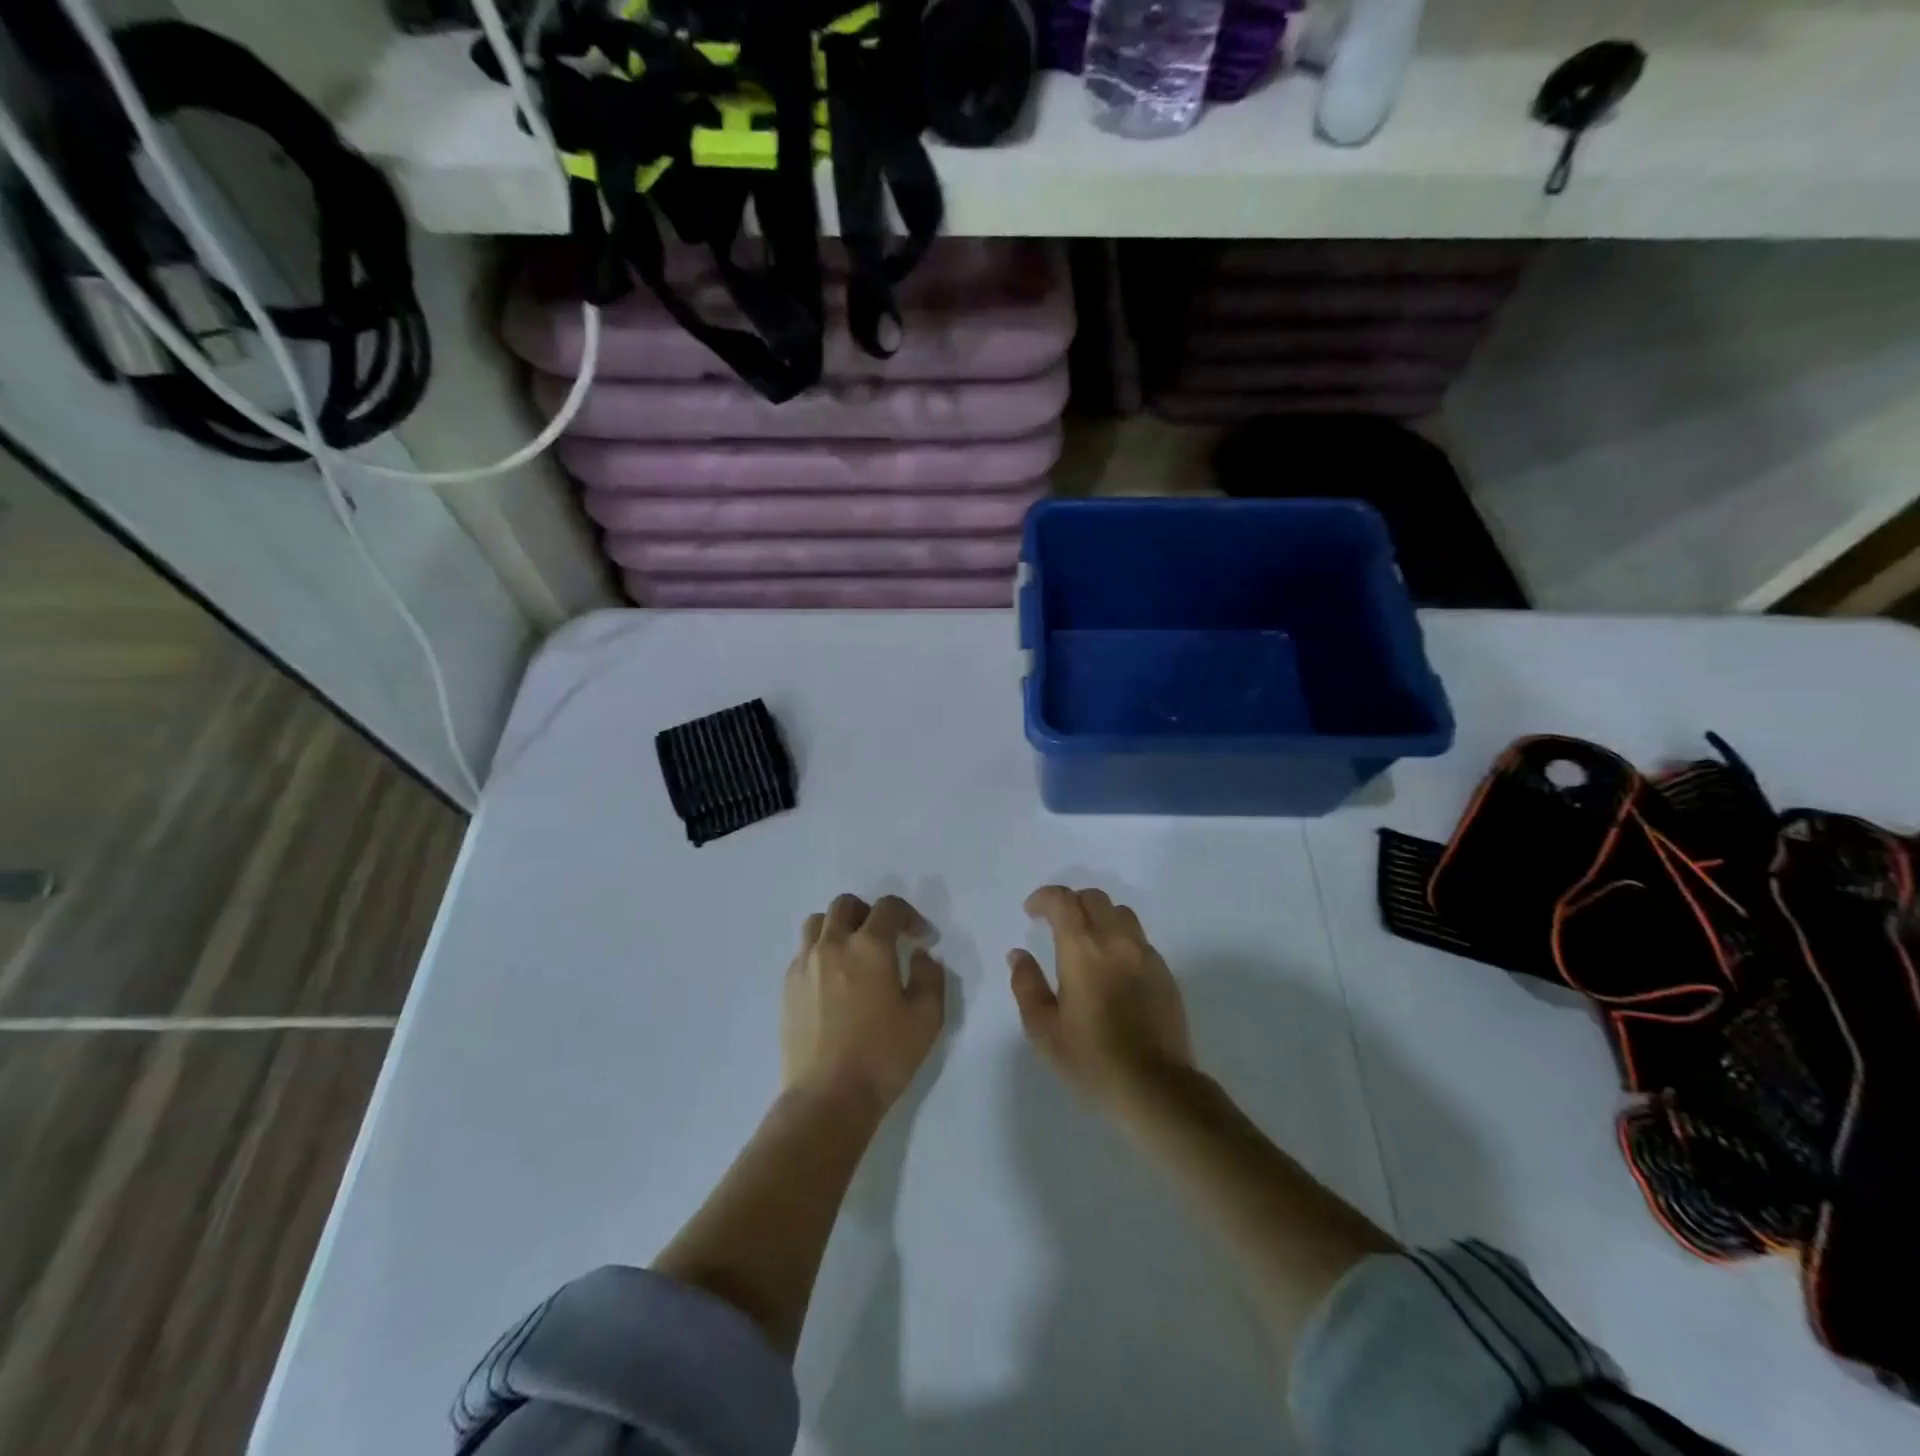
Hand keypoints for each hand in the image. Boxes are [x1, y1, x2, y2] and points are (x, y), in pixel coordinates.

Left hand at [783, 894, 945, 1112]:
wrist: (828, 1097)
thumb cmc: (883, 1056)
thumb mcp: (927, 1018)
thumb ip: (931, 976)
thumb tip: (922, 955)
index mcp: (870, 946)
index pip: (889, 908)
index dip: (909, 916)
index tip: (921, 938)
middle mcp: (833, 944)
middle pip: (846, 905)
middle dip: (869, 913)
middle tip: (885, 938)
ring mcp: (805, 964)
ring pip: (817, 923)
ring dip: (839, 926)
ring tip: (853, 952)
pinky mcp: (788, 987)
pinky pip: (803, 952)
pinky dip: (820, 952)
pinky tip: (833, 981)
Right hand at [1009, 886, 1193, 1108]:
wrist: (1155, 1086)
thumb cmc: (1092, 1059)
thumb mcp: (1044, 1029)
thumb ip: (1027, 985)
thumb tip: (1018, 955)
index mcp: (1083, 949)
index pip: (1063, 900)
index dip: (1044, 898)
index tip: (1031, 912)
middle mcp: (1116, 941)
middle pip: (1093, 898)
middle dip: (1070, 902)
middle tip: (1054, 923)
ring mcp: (1145, 954)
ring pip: (1120, 912)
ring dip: (1097, 915)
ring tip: (1085, 939)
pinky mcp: (1164, 972)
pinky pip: (1138, 938)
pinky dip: (1119, 937)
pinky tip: (1112, 965)